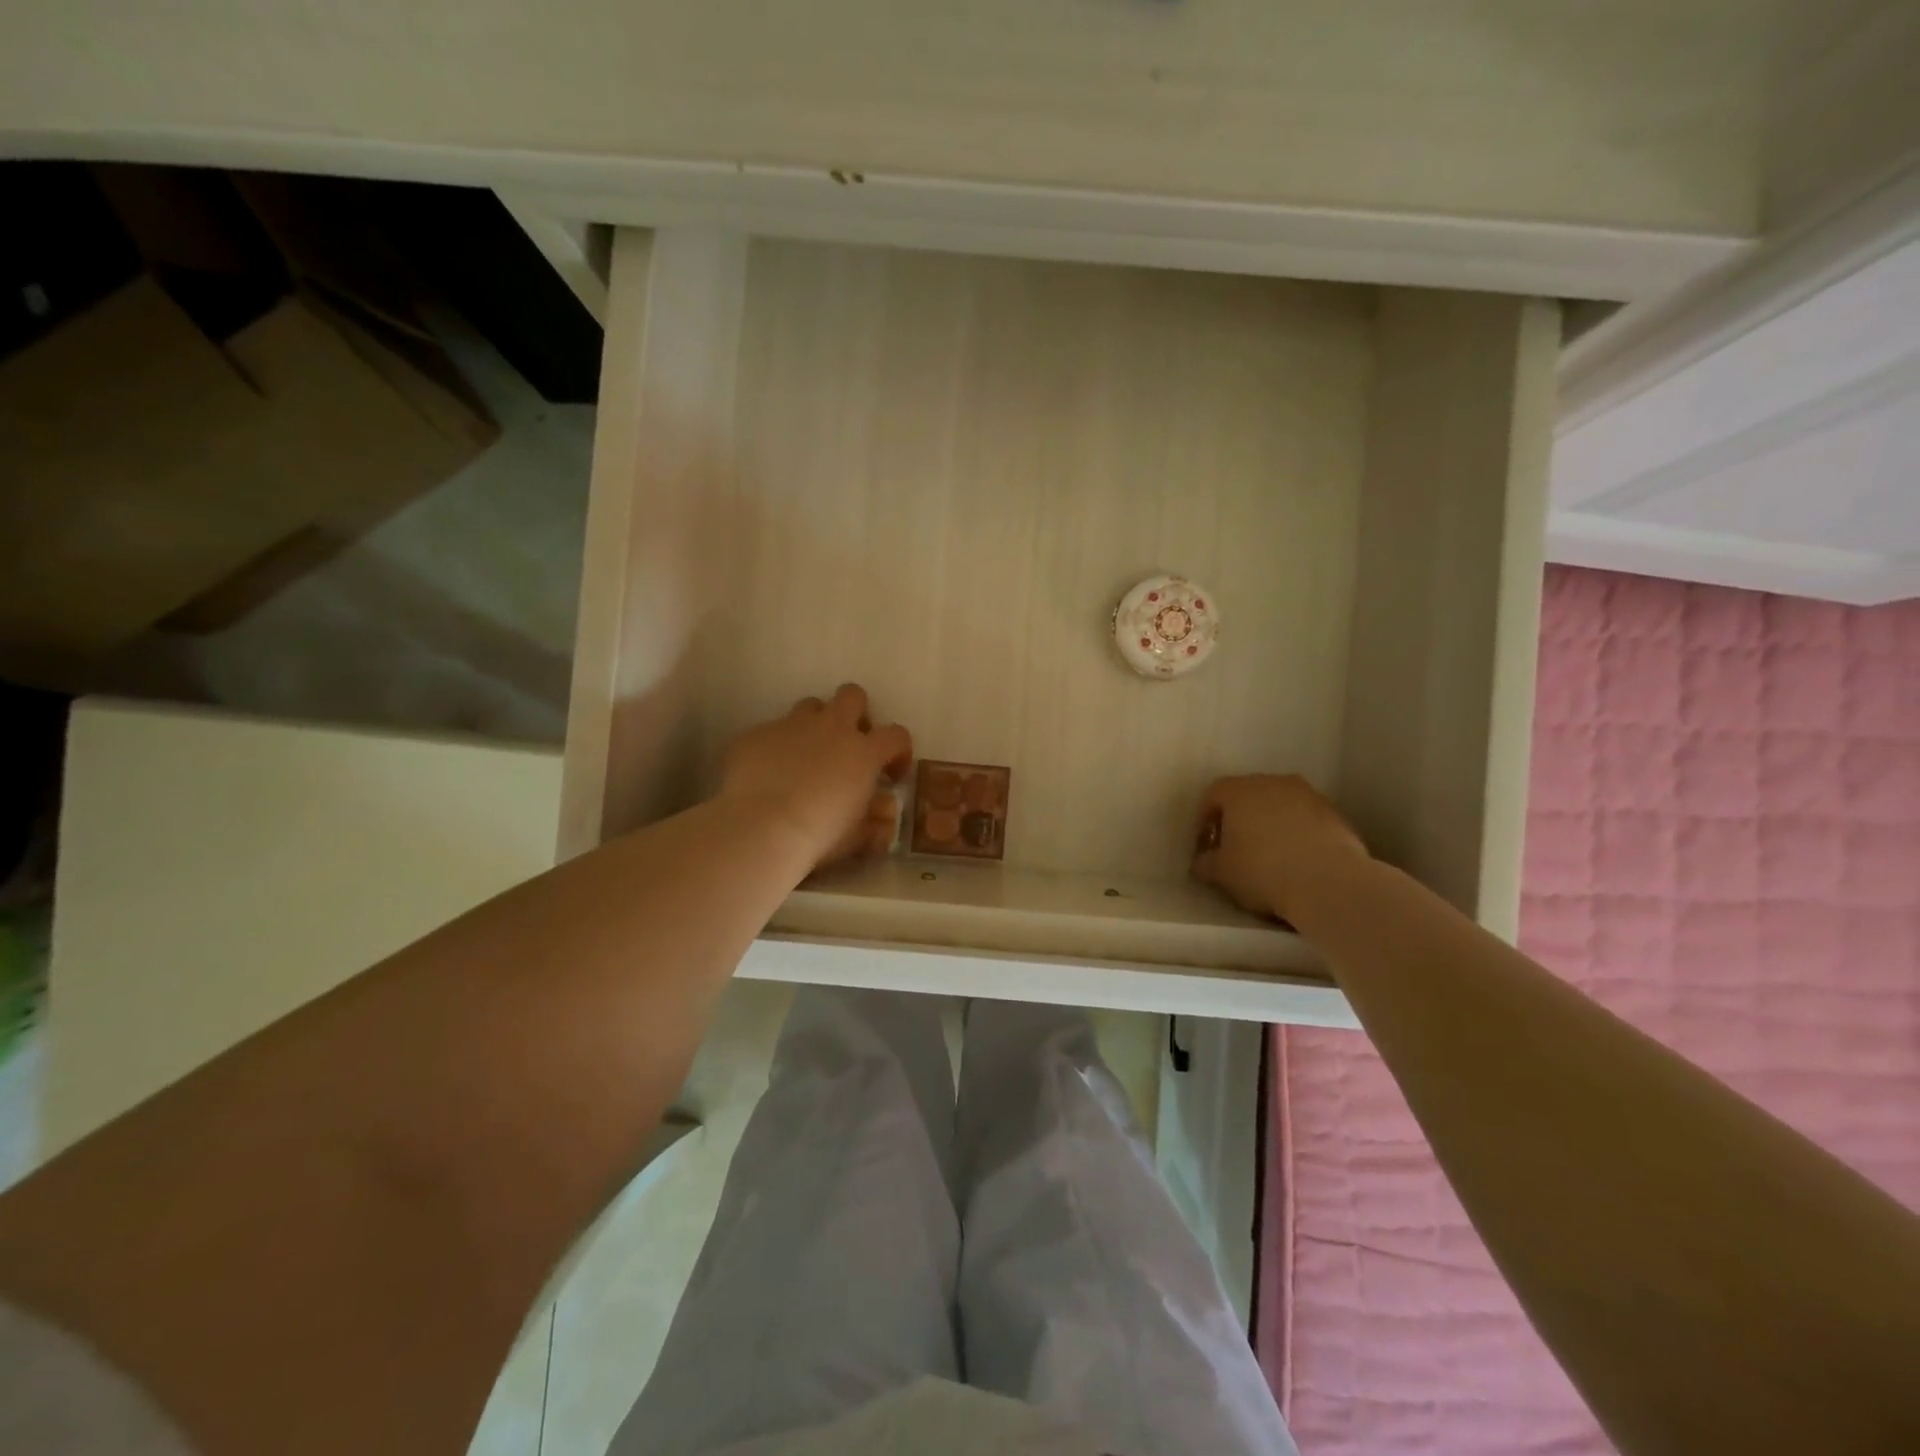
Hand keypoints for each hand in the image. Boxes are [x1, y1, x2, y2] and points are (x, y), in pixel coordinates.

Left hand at [718, 684, 912, 871]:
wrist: (760, 829)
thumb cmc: (819, 835)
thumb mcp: (858, 837)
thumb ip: (876, 822)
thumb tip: (883, 814)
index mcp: (863, 752)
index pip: (896, 735)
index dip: (899, 751)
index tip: (891, 775)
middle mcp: (830, 728)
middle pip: (852, 695)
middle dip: (856, 713)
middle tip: (849, 744)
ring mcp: (790, 726)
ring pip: (810, 706)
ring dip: (815, 725)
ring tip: (807, 755)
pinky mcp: (756, 734)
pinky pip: (771, 732)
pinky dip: (776, 748)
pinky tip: (767, 775)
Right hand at [1192, 774, 1368, 924]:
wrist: (1328, 882)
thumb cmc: (1262, 871)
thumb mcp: (1221, 873)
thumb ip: (1206, 862)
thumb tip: (1203, 861)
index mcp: (1239, 790)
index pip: (1213, 795)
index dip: (1206, 819)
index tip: (1207, 845)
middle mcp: (1273, 783)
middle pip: (1248, 795)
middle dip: (1240, 818)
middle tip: (1236, 848)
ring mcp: (1308, 795)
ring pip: (1280, 805)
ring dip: (1272, 824)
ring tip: (1271, 855)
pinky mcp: (1336, 814)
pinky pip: (1307, 819)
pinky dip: (1299, 833)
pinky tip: (1299, 860)